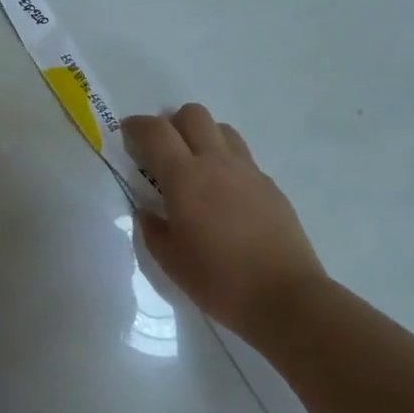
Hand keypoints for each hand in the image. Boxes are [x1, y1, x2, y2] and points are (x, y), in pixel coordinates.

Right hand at [124, 104, 326, 340]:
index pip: (155, 131)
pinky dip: (226, 163)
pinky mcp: (270, 185)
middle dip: (172, 123)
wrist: (286, 298)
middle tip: (163, 152)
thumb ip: (153, 229)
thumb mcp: (171, 262)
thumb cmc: (220, 281)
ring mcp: (247, 170)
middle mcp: (216, 162)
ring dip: (202, 137)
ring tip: (196, 168)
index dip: (136, 126)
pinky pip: (242, 157)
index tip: (127, 135)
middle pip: (192, 114)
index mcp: (185, 177)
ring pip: (221, 128)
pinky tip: (225, 196)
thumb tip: (148, 211)